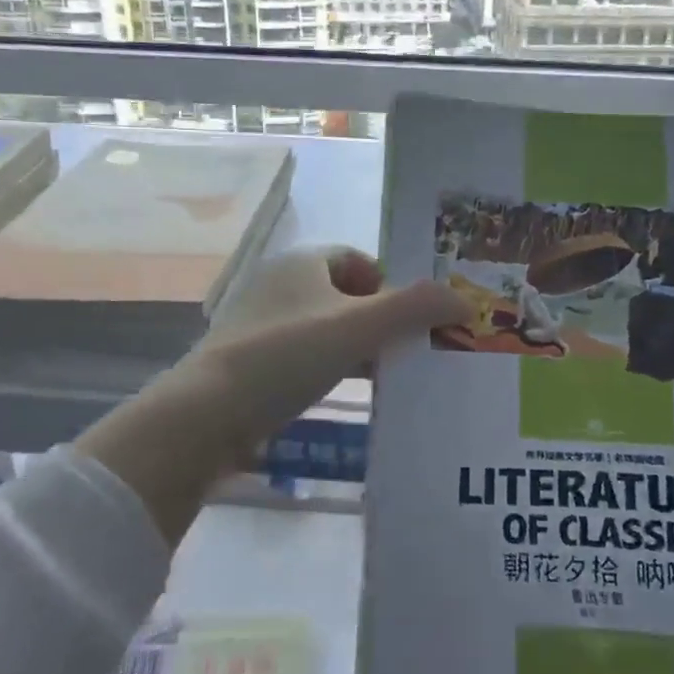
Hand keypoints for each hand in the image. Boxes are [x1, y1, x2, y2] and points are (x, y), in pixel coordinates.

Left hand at [195, 245, 465, 442]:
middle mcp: (279, 286)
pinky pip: (304, 358)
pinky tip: (346, 394)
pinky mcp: (252, 364)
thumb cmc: (287, 355)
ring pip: (324, 329)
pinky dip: (329, 369)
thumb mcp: (358, 326)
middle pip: (343, 295)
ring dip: (356, 347)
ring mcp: (262, 326)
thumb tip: (465, 299)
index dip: (389, 282)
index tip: (413, 316)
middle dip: (378, 318)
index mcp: (301, 264)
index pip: (356, 259)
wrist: (208, 414)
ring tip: (388, 376)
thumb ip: (413, 309)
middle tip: (411, 349)